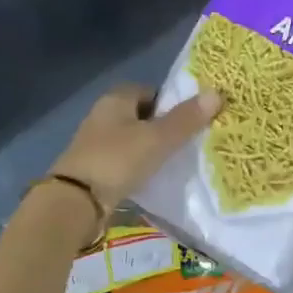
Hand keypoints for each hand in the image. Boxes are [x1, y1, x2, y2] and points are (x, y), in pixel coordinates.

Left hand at [49, 83, 220, 213]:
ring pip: (132, 138)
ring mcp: (95, 142)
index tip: (191, 120)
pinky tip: (152, 178)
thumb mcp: (157, 139)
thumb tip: (217, 93)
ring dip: (150, 147)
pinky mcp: (94, 167)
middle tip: (188, 141)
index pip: (151, 91)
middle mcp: (103, 114)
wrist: (75, 201)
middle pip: (141, 115)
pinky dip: (138, 165)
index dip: (172, 103)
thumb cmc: (117, 160)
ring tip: (175, 161)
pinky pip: (124, 160)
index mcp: (116, 98)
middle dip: (163, 126)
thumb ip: (185, 119)